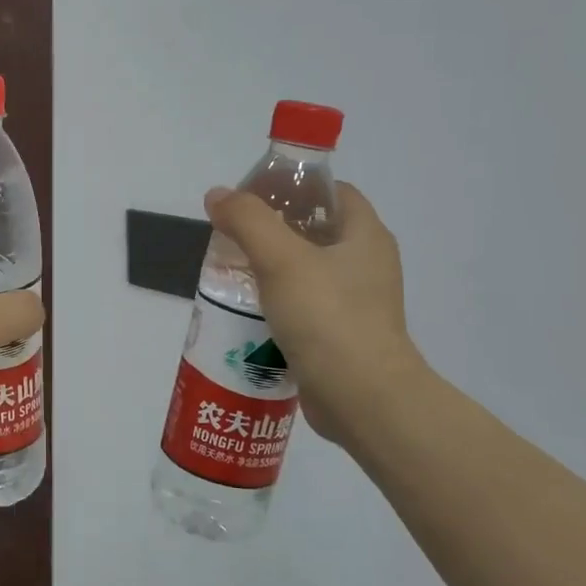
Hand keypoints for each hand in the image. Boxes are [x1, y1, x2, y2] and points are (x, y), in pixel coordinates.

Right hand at [204, 182, 422, 444]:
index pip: (334, 193)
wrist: (361, 398)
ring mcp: (357, 304)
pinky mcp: (341, 337)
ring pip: (308, 273)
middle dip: (274, 229)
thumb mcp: (281, 258)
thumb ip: (247, 220)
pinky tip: (247, 311)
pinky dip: (277, 304)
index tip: (254, 196)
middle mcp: (367, 266)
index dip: (296, 187)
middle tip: (233, 235)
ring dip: (272, 270)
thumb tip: (218, 195)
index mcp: (366, 237)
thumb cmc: (327, 317)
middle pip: (317, 231)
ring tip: (231, 272)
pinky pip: (305, 308)